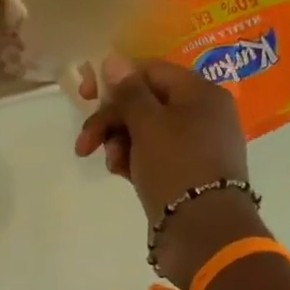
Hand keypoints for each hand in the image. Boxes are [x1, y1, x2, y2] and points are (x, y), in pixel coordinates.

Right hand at [75, 56, 249, 218]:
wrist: (203, 230)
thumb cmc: (176, 166)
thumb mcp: (148, 124)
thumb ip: (128, 92)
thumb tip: (114, 60)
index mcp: (200, 93)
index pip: (151, 71)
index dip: (116, 79)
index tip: (86, 95)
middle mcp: (202, 114)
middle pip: (145, 102)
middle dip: (111, 120)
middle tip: (85, 142)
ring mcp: (195, 144)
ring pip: (145, 130)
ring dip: (119, 142)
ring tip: (111, 163)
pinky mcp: (186, 172)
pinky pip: (152, 154)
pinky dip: (133, 159)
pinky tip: (121, 172)